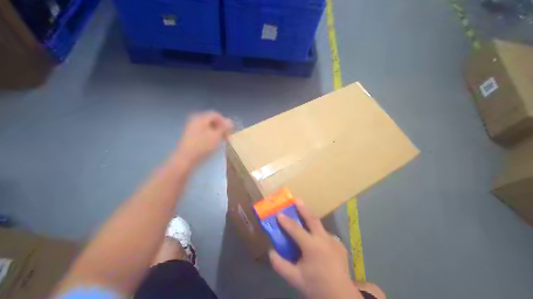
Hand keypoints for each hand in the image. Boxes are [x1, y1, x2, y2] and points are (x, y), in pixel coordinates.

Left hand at [176, 112, 233, 166]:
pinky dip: (209, 136)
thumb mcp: (217, 136)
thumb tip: (230, 122)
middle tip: (227, 135)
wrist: (185, 159)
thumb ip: (224, 128)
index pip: (216, 115)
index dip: (225, 121)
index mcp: (201, 117)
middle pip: (210, 120)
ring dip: (215, 132)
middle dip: (220, 126)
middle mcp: (195, 120)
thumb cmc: (202, 146)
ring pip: (206, 127)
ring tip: (221, 140)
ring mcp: (191, 128)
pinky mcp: (189, 137)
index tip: (231, 130)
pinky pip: (202, 132)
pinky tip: (212, 143)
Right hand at [272, 199, 362, 298]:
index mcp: (312, 246)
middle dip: (303, 209)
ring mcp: (334, 241)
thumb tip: (271, 252)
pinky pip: (326, 236)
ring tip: (304, 217)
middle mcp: (324, 239)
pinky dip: (319, 234)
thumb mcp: (294, 278)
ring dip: (311, 220)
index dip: (286, 221)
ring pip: (321, 226)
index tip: (279, 214)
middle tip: (297, 200)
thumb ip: (280, 264)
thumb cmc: (315, 285)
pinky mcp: (340, 246)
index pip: (296, 229)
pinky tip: (316, 240)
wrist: (340, 295)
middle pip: (313, 219)